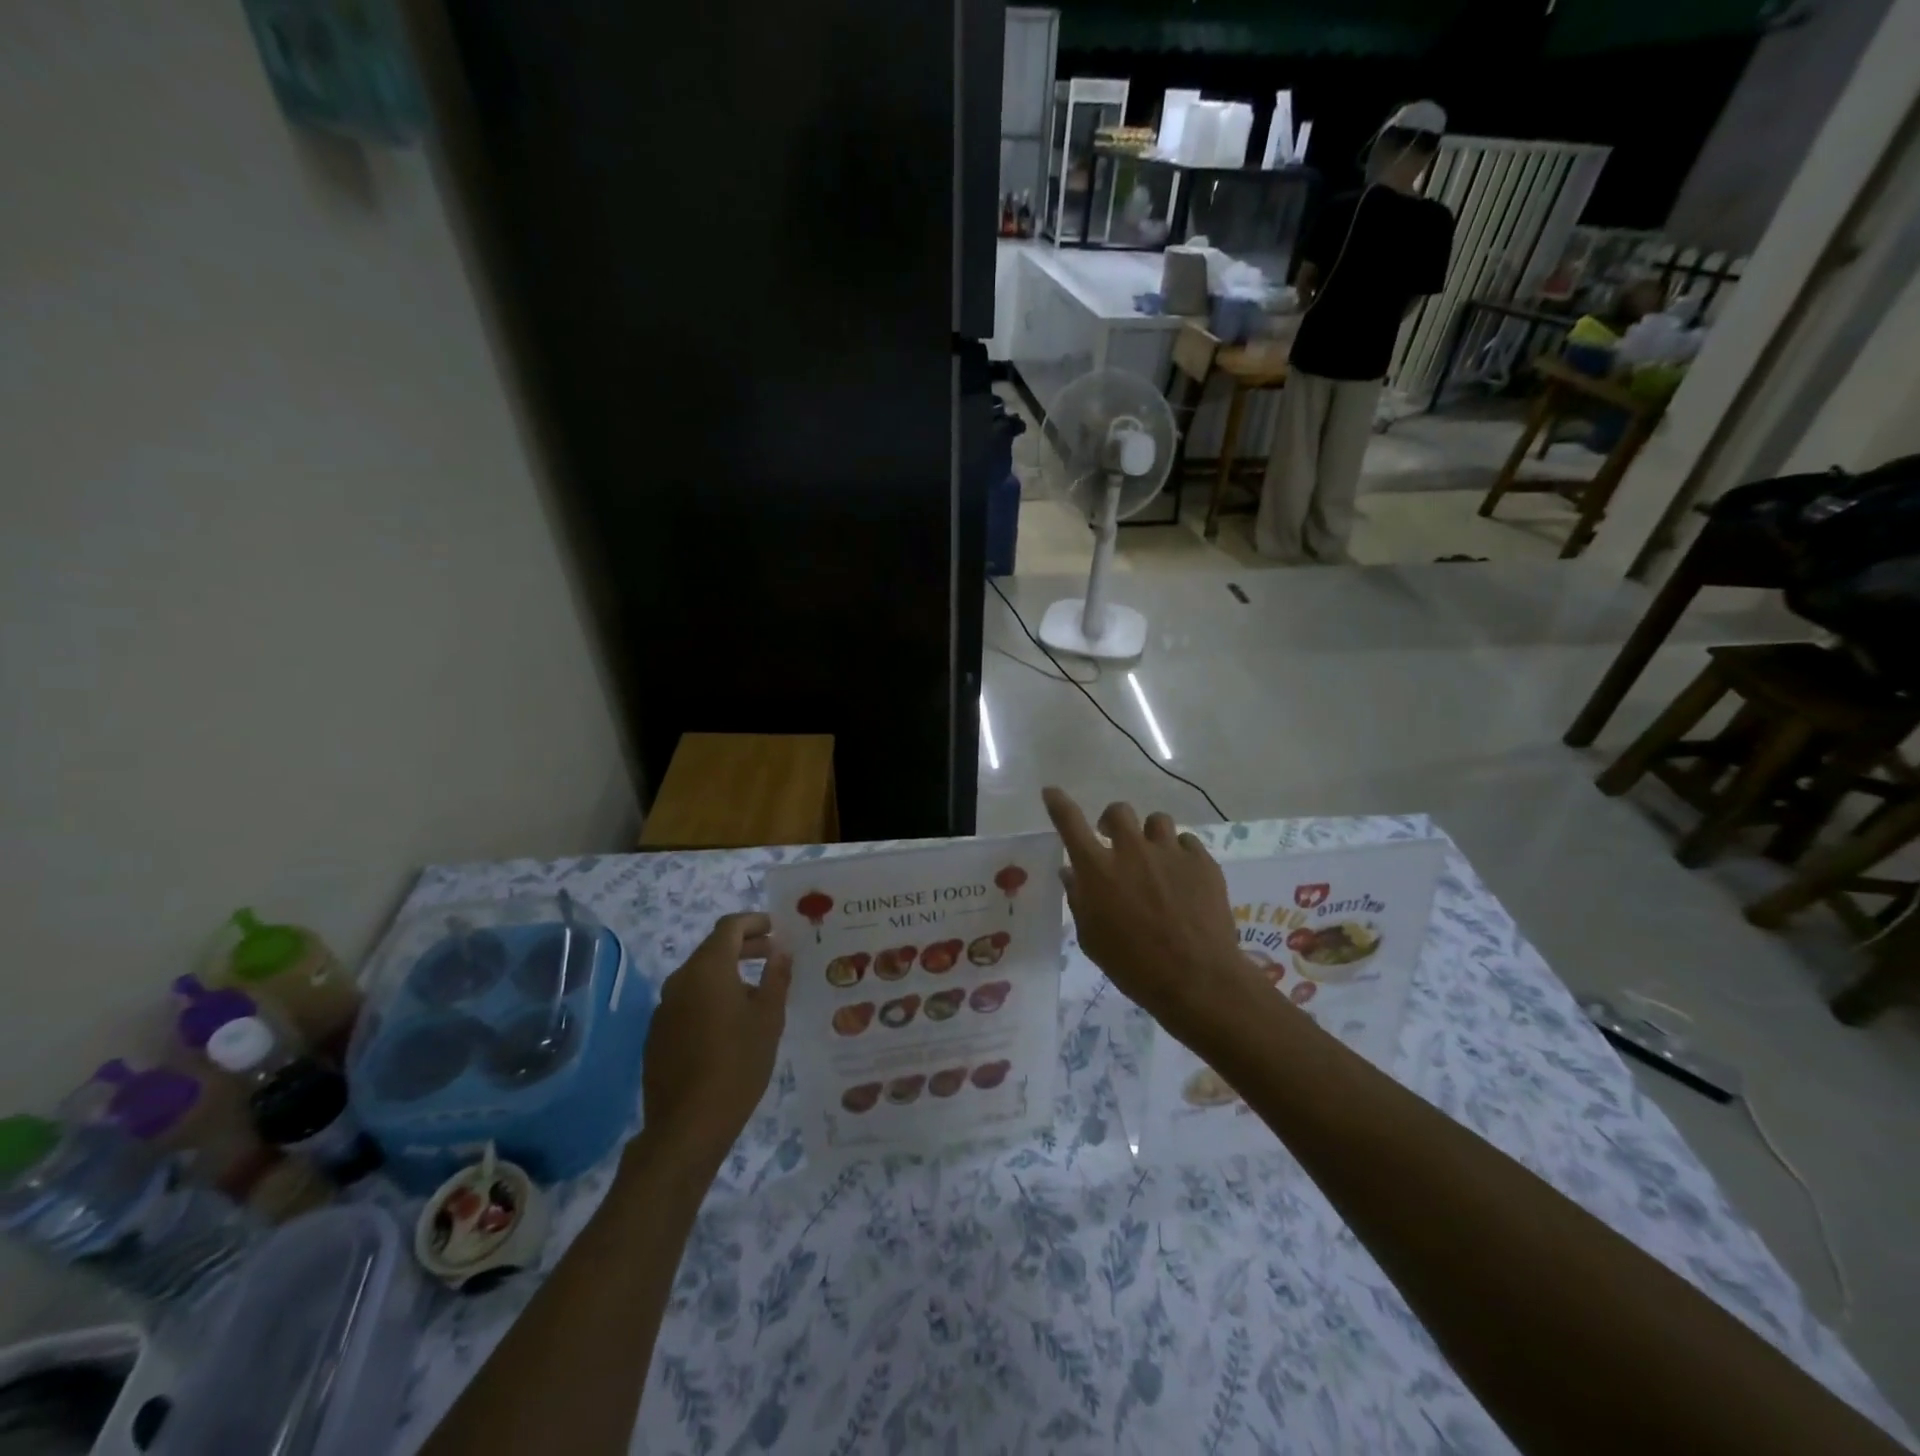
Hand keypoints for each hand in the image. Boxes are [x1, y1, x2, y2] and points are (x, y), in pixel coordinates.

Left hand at [641, 912, 791, 1168]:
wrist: (687, 1126)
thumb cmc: (737, 1063)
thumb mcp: (769, 1018)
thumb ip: (776, 978)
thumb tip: (780, 952)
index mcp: (708, 969)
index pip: (729, 927)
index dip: (754, 922)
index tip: (776, 928)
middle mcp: (680, 980)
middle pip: (713, 949)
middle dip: (744, 947)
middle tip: (773, 955)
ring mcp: (664, 1008)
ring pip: (700, 976)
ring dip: (728, 973)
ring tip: (758, 991)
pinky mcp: (658, 1034)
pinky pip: (688, 1001)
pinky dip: (711, 997)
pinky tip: (731, 1022)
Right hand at [1043, 787, 1262, 1047]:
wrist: (1197, 979)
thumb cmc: (1134, 966)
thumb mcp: (1092, 939)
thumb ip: (1079, 900)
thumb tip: (1071, 872)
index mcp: (1097, 870)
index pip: (1070, 823)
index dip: (1058, 803)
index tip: (1051, 791)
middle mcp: (1131, 851)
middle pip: (1118, 811)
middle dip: (1112, 822)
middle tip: (1114, 840)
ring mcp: (1169, 853)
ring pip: (1156, 821)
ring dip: (1149, 835)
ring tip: (1154, 858)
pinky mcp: (1202, 861)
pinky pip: (1187, 842)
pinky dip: (1179, 854)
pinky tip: (1182, 877)